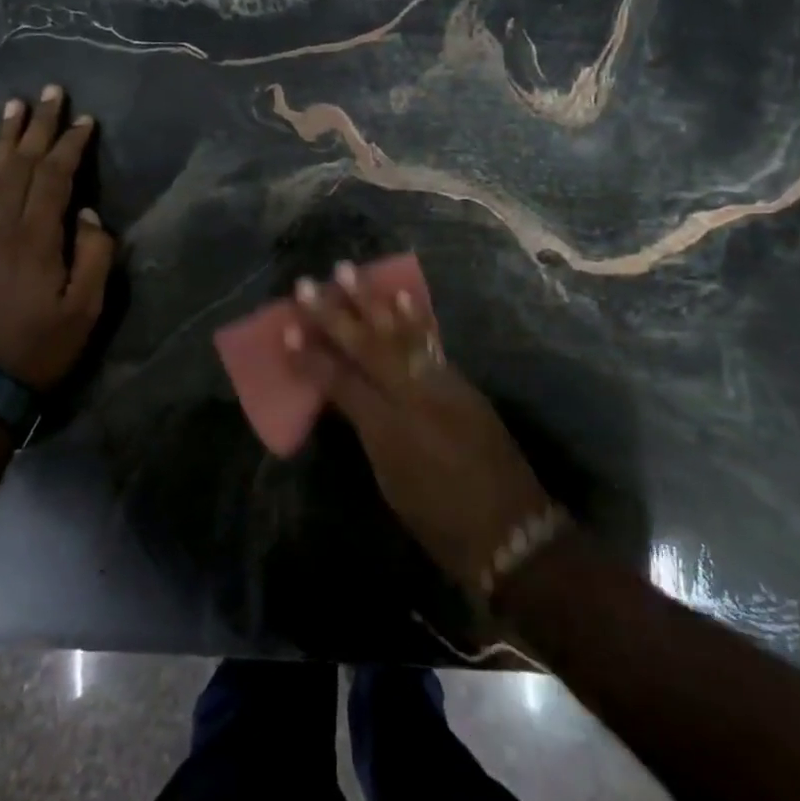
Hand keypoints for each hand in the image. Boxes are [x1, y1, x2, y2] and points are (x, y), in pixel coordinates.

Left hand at [0, 84, 114, 390]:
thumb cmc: (42, 346)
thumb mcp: (85, 309)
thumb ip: (94, 256)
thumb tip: (88, 215)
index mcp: (35, 239)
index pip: (52, 178)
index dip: (69, 145)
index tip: (86, 120)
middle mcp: (2, 227)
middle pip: (19, 165)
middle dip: (37, 125)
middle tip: (50, 91)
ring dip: (6, 137)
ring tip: (15, 106)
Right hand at [288, 264, 555, 596]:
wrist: (512, 529)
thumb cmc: (440, 522)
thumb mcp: (390, 482)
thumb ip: (367, 433)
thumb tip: (347, 399)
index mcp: (388, 432)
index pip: (339, 383)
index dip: (311, 358)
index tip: (287, 330)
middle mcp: (413, 398)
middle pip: (366, 348)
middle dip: (334, 314)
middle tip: (308, 284)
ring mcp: (442, 385)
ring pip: (399, 334)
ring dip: (371, 301)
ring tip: (348, 271)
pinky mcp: (462, 383)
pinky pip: (430, 342)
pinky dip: (413, 317)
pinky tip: (400, 294)